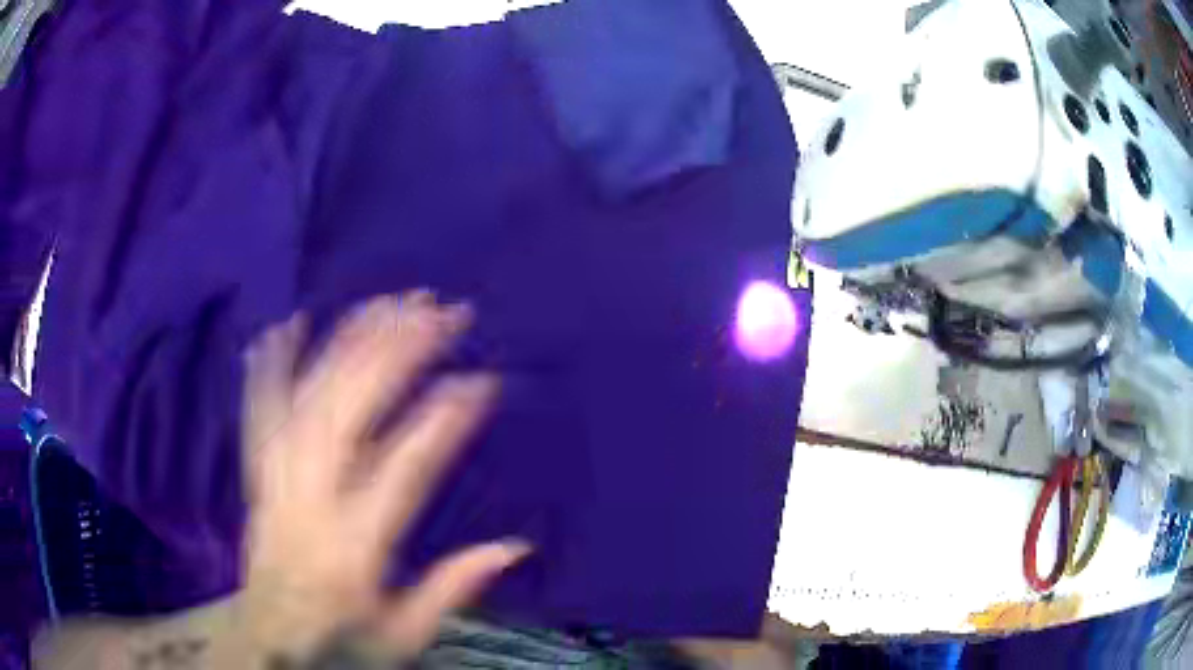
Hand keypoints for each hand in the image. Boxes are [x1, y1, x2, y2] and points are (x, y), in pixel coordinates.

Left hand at [234, 291, 528, 662]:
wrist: (267, 643)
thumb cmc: (340, 642)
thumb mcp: (403, 637)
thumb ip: (451, 590)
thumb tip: (514, 546)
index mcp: (352, 548)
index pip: (402, 472)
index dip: (442, 422)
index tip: (480, 380)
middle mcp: (309, 503)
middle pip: (349, 413)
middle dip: (396, 354)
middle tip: (438, 311)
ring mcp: (277, 483)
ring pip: (308, 400)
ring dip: (347, 344)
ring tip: (385, 301)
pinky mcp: (258, 477)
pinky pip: (259, 413)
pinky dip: (271, 365)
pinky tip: (285, 324)